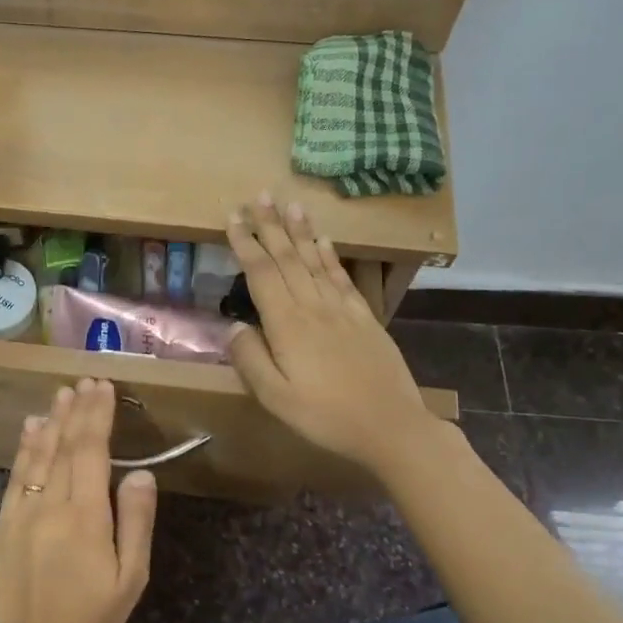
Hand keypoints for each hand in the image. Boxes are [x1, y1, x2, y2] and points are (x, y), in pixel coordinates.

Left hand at [0, 379, 157, 622]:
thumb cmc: (93, 617)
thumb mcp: (131, 576)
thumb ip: (137, 521)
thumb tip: (141, 471)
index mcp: (85, 517)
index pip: (91, 451)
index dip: (97, 416)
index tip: (103, 387)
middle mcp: (49, 505)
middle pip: (64, 446)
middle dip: (76, 410)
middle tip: (84, 380)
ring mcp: (21, 513)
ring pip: (37, 455)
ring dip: (51, 421)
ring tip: (61, 394)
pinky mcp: (2, 525)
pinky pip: (14, 476)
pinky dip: (24, 448)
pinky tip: (31, 428)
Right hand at [225, 195, 440, 473]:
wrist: (390, 426)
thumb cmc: (325, 417)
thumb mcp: (275, 398)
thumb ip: (250, 359)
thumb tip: (234, 326)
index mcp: (287, 325)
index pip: (261, 273)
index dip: (245, 244)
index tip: (232, 218)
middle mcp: (313, 307)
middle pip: (287, 258)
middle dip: (270, 225)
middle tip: (258, 196)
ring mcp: (342, 310)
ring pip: (315, 260)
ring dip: (300, 231)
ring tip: (290, 203)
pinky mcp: (364, 318)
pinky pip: (342, 278)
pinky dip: (330, 255)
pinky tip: (323, 240)